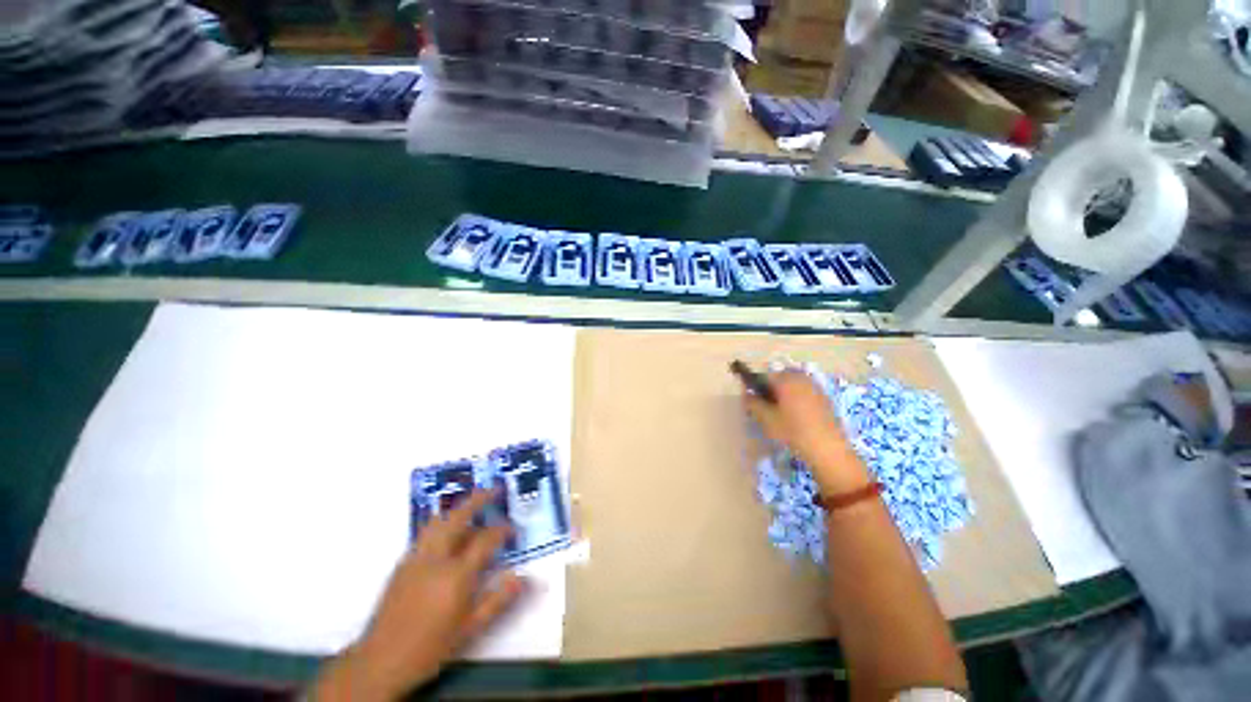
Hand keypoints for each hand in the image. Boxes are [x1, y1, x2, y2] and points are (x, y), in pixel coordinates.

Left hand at [312, 490, 526, 700]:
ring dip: (457, 509)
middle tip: (493, 490)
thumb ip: (499, 599)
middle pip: (458, 517)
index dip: (502, 530)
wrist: (381, 661)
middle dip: (478, 499)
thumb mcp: (471, 628)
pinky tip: (448, 533)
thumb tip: (524, 577)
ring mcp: (416, 559)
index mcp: (456, 575)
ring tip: (471, 505)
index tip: (512, 530)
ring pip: (438, 521)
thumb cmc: (431, 647)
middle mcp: (436, 559)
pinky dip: (441, 524)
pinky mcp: (402, 564)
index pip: (485, 539)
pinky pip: (425, 534)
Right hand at [742, 370, 869, 493]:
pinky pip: (804, 394)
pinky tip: (795, 418)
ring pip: (792, 387)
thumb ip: (752, 403)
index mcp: (786, 379)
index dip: (754, 386)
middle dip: (770, 390)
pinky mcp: (825, 399)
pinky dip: (796, 400)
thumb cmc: (792, 431)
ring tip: (779, 414)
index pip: (763, 376)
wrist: (828, 450)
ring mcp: (815, 388)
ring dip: (783, 395)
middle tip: (765, 408)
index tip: (751, 400)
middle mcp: (801, 378)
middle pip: (779, 379)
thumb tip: (746, 394)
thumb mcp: (766, 418)